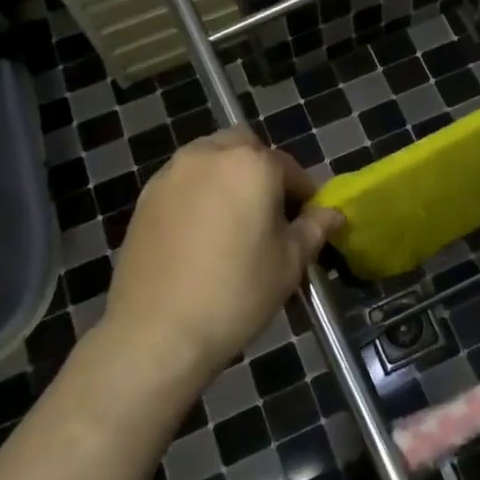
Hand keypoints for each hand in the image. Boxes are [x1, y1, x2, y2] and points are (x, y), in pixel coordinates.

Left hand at [103, 129, 342, 384]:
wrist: (156, 331)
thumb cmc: (236, 293)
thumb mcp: (288, 264)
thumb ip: (313, 229)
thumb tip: (332, 214)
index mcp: (252, 164)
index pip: (288, 167)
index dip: (303, 193)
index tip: (307, 219)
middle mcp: (210, 155)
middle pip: (244, 147)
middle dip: (261, 169)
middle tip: (268, 211)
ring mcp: (173, 173)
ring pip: (210, 158)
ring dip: (227, 175)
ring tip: (233, 220)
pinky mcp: (146, 196)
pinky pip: (183, 180)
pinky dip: (198, 192)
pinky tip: (200, 233)